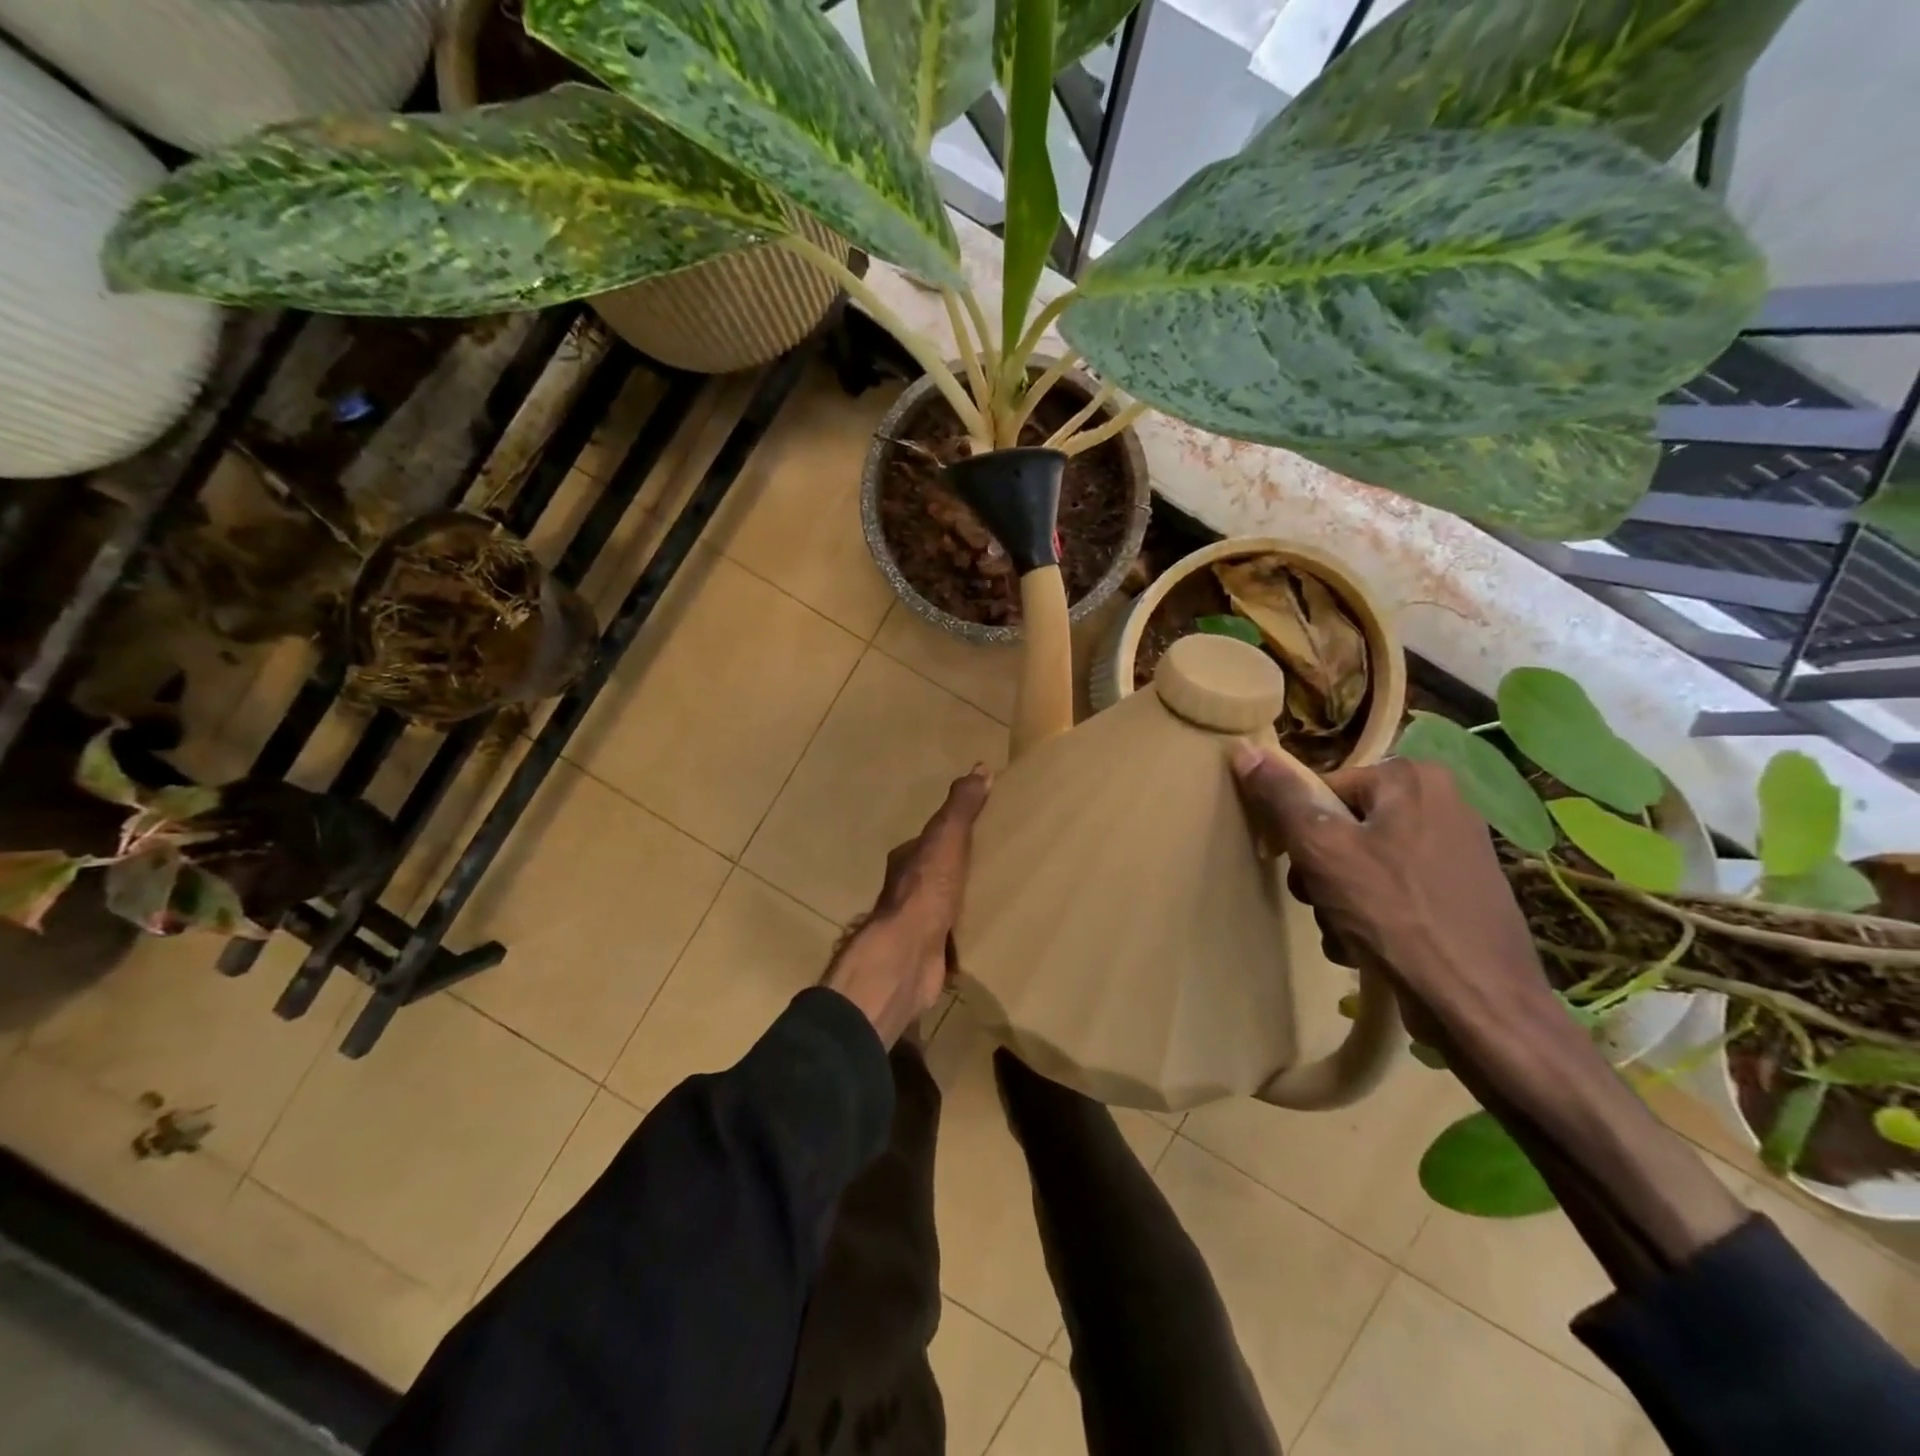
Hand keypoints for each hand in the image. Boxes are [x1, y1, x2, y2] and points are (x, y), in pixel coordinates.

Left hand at [823, 767, 991, 1046]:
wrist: (908, 954)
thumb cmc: (926, 889)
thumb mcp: (946, 838)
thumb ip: (962, 806)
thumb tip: (980, 767)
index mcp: (907, 859)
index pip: (932, 838)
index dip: (954, 831)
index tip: (982, 827)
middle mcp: (907, 889)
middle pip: (938, 872)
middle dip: (962, 868)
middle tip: (999, 862)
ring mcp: (916, 923)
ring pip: (945, 905)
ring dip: (966, 901)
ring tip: (1000, 896)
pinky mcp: (930, 952)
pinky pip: (954, 938)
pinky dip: (968, 934)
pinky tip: (990, 933)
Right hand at [1228, 747, 1561, 1050]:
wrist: (1478, 1004)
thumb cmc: (1394, 914)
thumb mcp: (1322, 848)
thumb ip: (1281, 797)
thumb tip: (1244, 749)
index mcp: (1411, 779)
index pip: (1323, 789)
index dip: (1296, 829)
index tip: (1291, 866)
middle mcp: (1441, 803)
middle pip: (1341, 827)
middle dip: (1319, 871)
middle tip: (1319, 901)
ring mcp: (1455, 851)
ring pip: (1361, 863)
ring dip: (1337, 899)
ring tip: (1344, 932)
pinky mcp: (1461, 894)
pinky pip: (1392, 891)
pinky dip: (1371, 916)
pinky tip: (1366, 946)